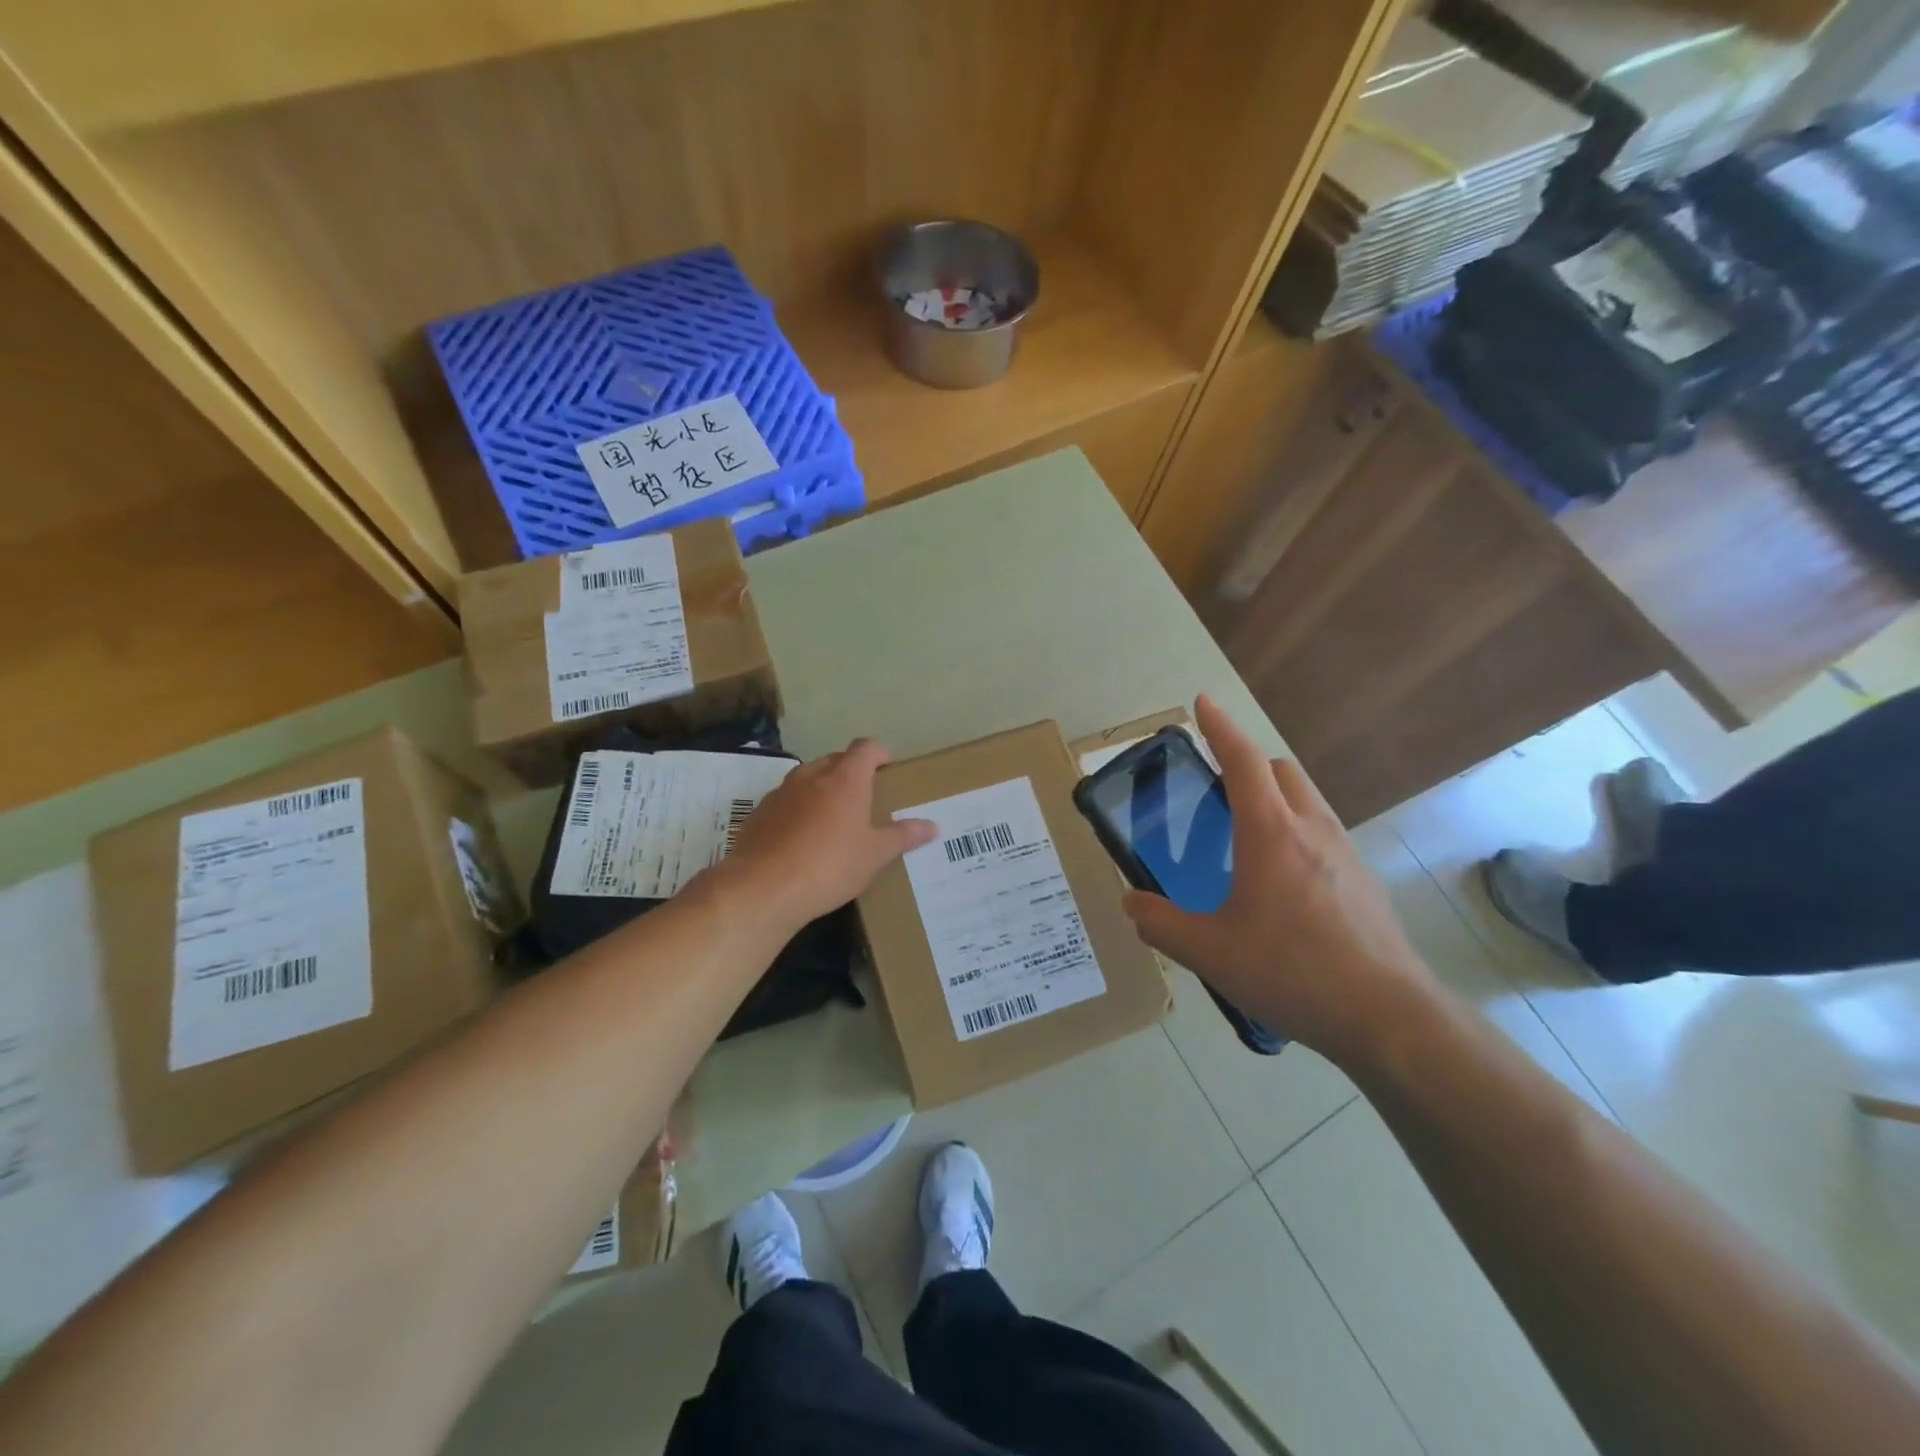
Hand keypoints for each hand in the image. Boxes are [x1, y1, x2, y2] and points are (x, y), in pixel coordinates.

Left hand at [722, 739, 935, 925]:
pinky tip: (802, 840)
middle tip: (865, 798)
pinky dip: (798, 810)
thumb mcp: (875, 855)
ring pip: (808, 779)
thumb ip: (903, 836)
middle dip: (851, 772)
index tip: (887, 769)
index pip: (866, 747)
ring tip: (833, 819)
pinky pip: (786, 801)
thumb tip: (933, 826)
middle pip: (836, 760)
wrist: (763, 887)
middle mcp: (812, 775)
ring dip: (822, 790)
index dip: (879, 754)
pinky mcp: (759, 812)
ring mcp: (781, 792)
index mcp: (846, 778)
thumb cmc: (830, 865)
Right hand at [1120, 696, 1438, 1062]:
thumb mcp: (1209, 951)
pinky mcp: (1364, 882)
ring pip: (1307, 800)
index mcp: (1271, 833)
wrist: (1387, 1016)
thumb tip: (1131, 904)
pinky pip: (1324, 834)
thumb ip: (1161, 924)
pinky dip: (1297, 832)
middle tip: (1216, 789)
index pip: (1242, 761)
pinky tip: (1283, 883)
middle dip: (1247, 764)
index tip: (1203, 703)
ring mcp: (1346, 854)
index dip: (1220, 728)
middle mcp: (1312, 830)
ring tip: (1246, 836)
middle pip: (1281, 771)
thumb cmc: (1291, 970)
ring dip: (1275, 797)